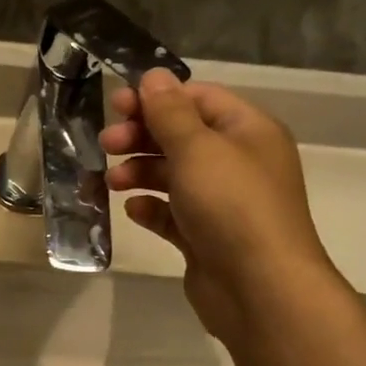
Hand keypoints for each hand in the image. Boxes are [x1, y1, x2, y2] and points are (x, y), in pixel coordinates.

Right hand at [102, 70, 337, 341]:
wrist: (259, 288)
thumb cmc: (231, 206)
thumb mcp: (198, 149)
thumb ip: (170, 113)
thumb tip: (154, 76)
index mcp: (247, 131)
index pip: (198, 99)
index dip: (157, 99)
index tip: (116, 106)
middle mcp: (237, 162)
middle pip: (182, 136)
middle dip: (142, 137)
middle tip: (106, 144)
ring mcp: (222, 202)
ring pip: (173, 176)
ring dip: (139, 172)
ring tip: (112, 182)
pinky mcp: (205, 237)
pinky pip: (172, 213)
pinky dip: (151, 208)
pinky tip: (134, 210)